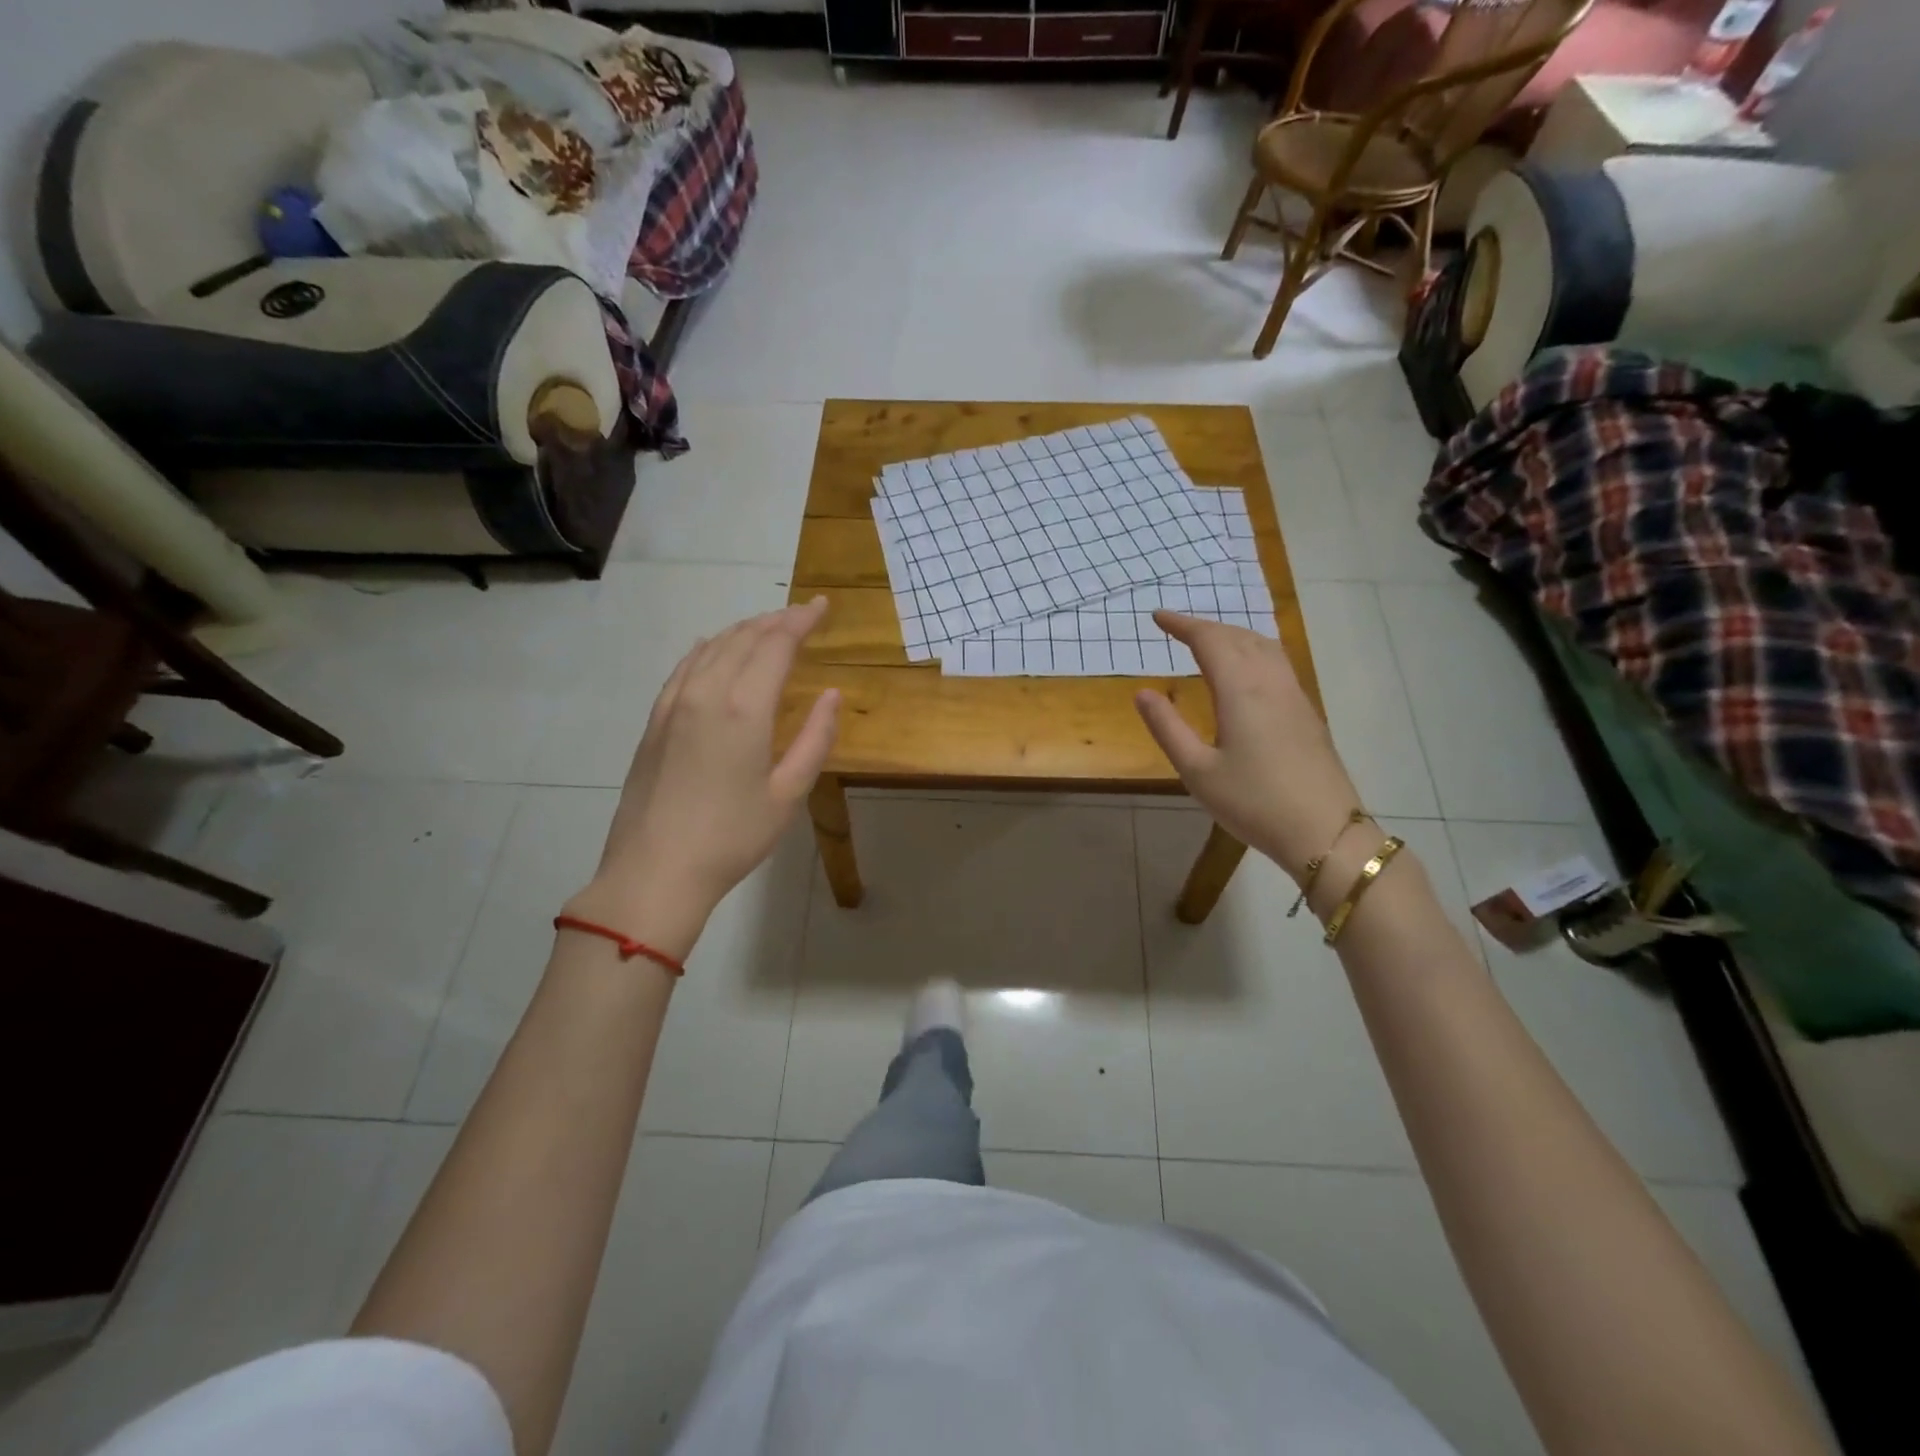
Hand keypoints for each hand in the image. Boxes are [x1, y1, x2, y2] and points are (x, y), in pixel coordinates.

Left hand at [565, 599, 839, 957]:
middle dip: (776, 621)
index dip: (802, 621)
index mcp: (743, 708)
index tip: (823, 606)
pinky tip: (714, 649)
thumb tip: (832, 695)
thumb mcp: (788, 794)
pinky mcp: (654, 721)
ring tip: (768, 629)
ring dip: (743, 631)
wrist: (654, 871)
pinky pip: (684, 667)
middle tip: (803, 616)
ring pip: (711, 647)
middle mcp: (705, 692)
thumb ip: (814, 739)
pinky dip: (708, 649)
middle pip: (743, 638)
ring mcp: (673, 704)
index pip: (776, 645)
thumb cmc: (732, 837)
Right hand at [1134, 611, 1363, 879]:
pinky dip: (1253, 650)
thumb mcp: (1197, 770)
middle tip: (1177, 628)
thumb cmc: (1253, 802)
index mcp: (1241, 690)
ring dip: (1233, 635)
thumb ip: (1167, 727)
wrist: (1323, 832)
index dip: (1182, 625)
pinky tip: (1246, 669)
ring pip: (1263, 646)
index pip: (1210, 641)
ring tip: (1210, 641)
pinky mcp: (1307, 713)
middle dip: (1206, 627)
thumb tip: (1142, 693)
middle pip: (1238, 637)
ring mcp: (1294, 695)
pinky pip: (1277, 662)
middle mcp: (1270, 683)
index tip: (1157, 617)